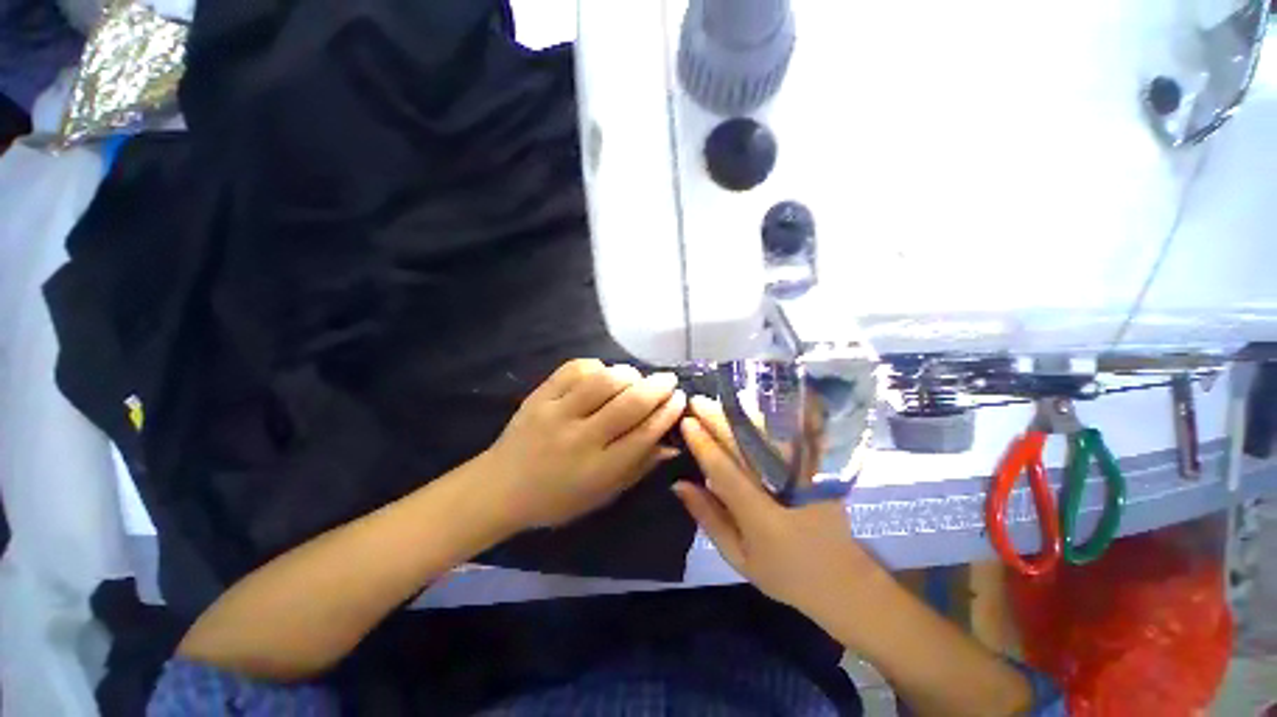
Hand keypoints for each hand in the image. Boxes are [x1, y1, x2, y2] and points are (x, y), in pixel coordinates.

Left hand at [485, 359, 686, 528]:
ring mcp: (556, 413)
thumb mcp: (602, 495)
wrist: (498, 488)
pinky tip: (603, 375)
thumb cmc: (556, 499)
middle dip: (657, 387)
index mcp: (597, 469)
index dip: (667, 413)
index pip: (644, 434)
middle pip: (629, 403)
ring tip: (636, 378)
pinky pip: (575, 369)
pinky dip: (597, 366)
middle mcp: (579, 438)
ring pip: (603, 381)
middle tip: (668, 380)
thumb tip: (671, 445)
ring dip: (628, 374)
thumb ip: (638, 468)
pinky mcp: (539, 395)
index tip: (680, 399)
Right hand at [673, 396, 882, 617]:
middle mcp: (782, 488)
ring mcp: (804, 476)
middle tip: (696, 401)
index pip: (724, 469)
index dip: (703, 443)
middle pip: (745, 444)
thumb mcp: (738, 557)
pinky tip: (752, 410)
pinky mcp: (817, 471)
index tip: (687, 422)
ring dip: (741, 414)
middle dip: (718, 419)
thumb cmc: (784, 574)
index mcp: (759, 516)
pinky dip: (769, 422)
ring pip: (769, 436)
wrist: (843, 581)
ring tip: (719, 400)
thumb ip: (708, 518)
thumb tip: (679, 484)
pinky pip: (790, 439)